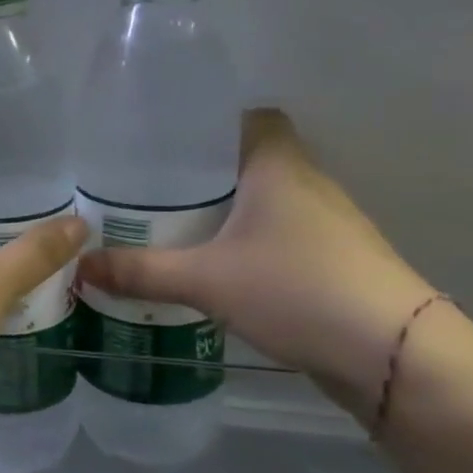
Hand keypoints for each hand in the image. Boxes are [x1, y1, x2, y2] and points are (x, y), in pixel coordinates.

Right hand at [78, 110, 434, 416]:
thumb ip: (140, 271)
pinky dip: (246, 243)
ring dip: (226, 212)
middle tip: (151, 191)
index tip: (167, 144)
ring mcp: (326, 226)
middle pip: (252, 161)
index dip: (211, 124)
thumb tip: (79, 267)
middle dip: (203, 175)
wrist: (392, 354)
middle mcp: (307, 184)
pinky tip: (214, 269)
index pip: (252, 117)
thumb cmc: (296, 289)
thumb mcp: (205, 280)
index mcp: (279, 167)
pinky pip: (278, 236)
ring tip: (172, 228)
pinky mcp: (332, 263)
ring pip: (265, 202)